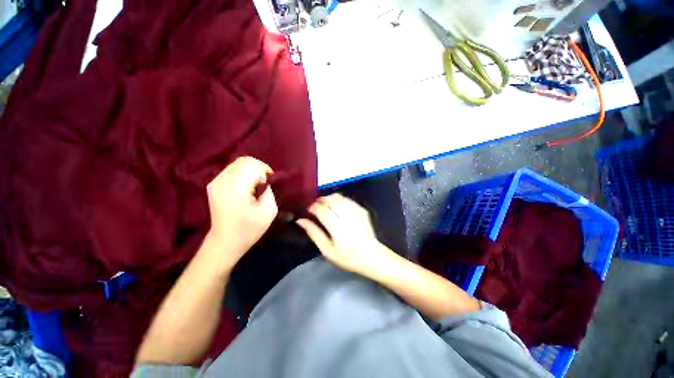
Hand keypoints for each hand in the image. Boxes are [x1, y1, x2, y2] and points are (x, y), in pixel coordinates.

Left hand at [204, 156, 277, 270]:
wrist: (225, 242)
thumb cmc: (249, 229)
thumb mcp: (269, 211)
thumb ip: (269, 191)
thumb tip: (264, 181)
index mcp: (236, 187)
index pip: (252, 165)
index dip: (265, 171)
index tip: (269, 183)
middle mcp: (222, 180)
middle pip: (244, 160)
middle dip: (258, 168)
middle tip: (264, 182)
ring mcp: (215, 182)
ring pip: (237, 163)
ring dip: (250, 170)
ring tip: (256, 185)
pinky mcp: (213, 185)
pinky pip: (231, 170)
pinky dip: (242, 173)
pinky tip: (246, 186)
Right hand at [296, 194, 390, 276]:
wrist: (371, 255)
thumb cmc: (346, 257)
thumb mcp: (327, 250)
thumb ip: (314, 233)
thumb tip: (300, 220)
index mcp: (338, 230)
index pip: (322, 211)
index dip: (313, 207)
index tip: (309, 210)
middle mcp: (348, 218)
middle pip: (330, 200)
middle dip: (320, 200)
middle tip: (316, 207)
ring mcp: (357, 212)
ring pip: (339, 197)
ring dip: (329, 199)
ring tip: (325, 206)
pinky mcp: (362, 210)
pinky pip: (347, 199)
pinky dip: (338, 200)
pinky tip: (337, 207)